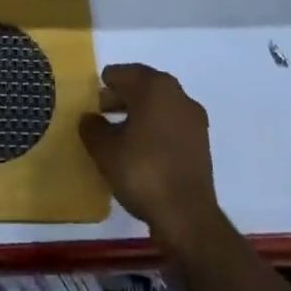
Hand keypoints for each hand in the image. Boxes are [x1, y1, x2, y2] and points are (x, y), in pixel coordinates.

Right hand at [79, 63, 221, 252]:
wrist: (188, 217)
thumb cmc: (143, 172)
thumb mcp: (105, 151)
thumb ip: (92, 128)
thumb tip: (89, 118)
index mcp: (154, 86)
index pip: (123, 73)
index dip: (106, 83)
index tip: (93, 96)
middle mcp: (177, 94)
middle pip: (144, 87)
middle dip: (122, 97)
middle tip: (102, 111)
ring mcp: (193, 119)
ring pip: (159, 106)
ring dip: (140, 114)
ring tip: (120, 133)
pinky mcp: (201, 143)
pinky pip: (172, 125)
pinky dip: (156, 129)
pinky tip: (142, 150)